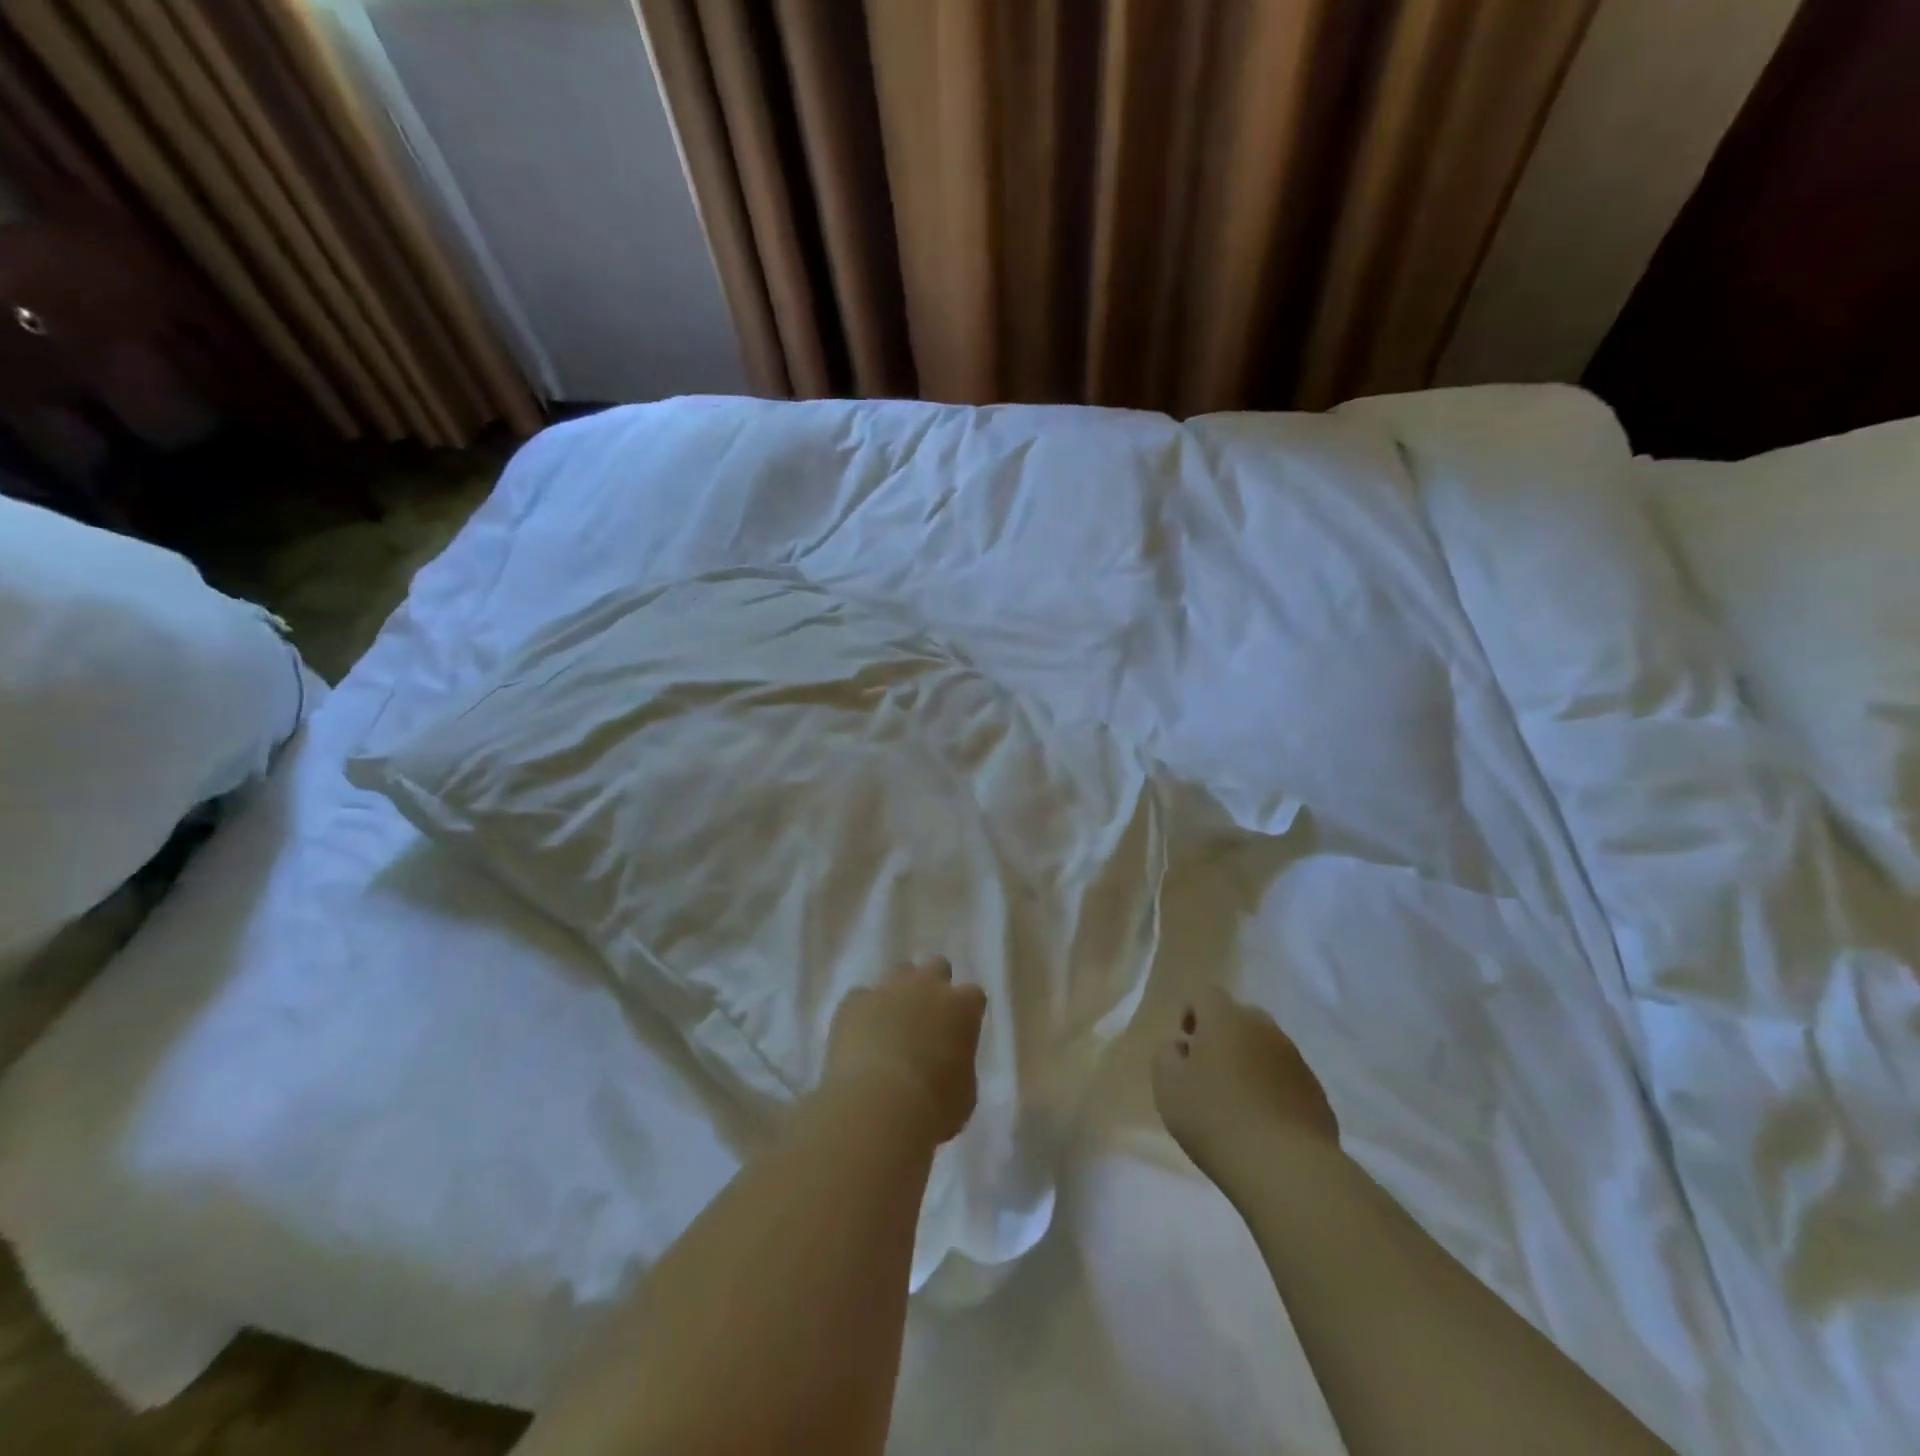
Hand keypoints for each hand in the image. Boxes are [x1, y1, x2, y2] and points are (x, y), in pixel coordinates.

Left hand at [823, 955, 986, 1145]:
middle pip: (937, 966)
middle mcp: (928, 986)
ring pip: (899, 972)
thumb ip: (960, 1066)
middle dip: (934, 986)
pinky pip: (862, 997)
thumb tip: (949, 1063)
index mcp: (962, 1007)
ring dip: (899, 992)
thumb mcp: (964, 1093)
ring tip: (892, 1024)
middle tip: (927, 1018)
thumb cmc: (933, 1106)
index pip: (973, 996)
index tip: (960, 1033)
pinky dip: (864, 1012)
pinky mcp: (854, 1001)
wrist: (877, 1104)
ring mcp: (889, 988)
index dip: (966, 1013)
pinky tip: (861, 1037)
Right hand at [1152, 985, 1338, 1181]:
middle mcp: (1264, 1028)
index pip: (1204, 993)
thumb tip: (1181, 1048)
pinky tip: (1264, 1123)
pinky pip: (1286, 1077)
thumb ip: (1167, 1057)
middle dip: (1222, 1035)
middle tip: (1209, 1071)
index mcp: (1225, 1019)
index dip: (1191, 1011)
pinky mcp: (1316, 1092)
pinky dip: (1273, 1089)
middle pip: (1239, 1016)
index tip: (1186, 1042)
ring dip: (1250, 1062)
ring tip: (1238, 1102)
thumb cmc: (1215, 1120)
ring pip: (1265, 1047)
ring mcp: (1295, 1059)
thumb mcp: (1168, 1089)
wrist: (1287, 1169)